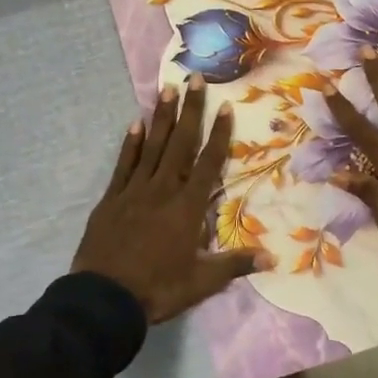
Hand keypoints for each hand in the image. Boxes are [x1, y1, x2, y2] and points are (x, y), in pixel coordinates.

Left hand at [74, 77, 261, 322]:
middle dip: (190, 110)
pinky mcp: (111, 199)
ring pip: (151, 147)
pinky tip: (134, 124)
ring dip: (161, 118)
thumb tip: (273, 257)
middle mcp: (162, 190)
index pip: (208, 163)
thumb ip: (235, 264)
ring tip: (167, 89)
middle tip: (194, 78)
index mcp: (187, 208)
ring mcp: (134, 191)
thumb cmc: (158, 289)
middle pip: (180, 144)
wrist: (104, 299)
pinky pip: (123, 164)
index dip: (219, 134)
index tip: (226, 106)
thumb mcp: (202, 281)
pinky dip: (130, 144)